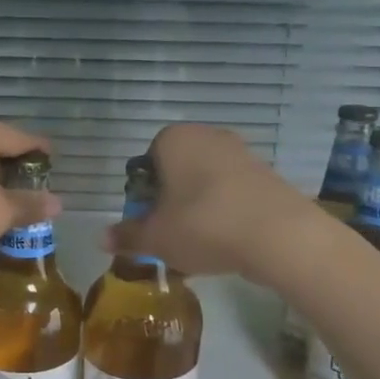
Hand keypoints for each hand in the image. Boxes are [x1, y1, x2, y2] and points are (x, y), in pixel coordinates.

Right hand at [105, 123, 307, 280]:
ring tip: (199, 243)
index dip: (144, 193)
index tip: (149, 220)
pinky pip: (234, 192)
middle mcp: (207, 135)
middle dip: (171, 200)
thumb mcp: (156, 238)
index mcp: (174, 139)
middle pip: (178, 169)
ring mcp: (241, 152)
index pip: (147, 160)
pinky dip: (226, 211)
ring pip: (206, 182)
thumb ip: (127, 236)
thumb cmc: (203, 225)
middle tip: (170, 234)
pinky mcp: (267, 174)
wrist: (279, 235)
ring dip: (199, 207)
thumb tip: (101, 238)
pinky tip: (228, 240)